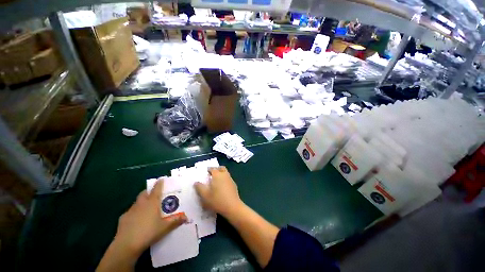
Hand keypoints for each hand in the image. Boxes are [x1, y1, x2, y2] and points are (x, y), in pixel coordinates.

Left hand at [114, 179, 186, 257]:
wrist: (126, 245)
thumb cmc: (148, 233)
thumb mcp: (165, 227)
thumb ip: (175, 221)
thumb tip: (186, 217)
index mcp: (152, 203)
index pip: (156, 189)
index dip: (159, 183)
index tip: (161, 179)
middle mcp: (141, 204)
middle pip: (144, 193)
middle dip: (149, 192)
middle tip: (154, 195)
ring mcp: (131, 211)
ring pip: (137, 202)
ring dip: (142, 202)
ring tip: (147, 209)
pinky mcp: (123, 218)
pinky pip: (130, 212)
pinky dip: (135, 213)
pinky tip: (137, 221)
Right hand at [194, 166, 242, 217]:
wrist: (232, 206)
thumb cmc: (217, 200)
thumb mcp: (205, 195)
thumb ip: (199, 188)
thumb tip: (196, 182)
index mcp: (217, 175)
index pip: (212, 168)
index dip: (208, 169)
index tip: (205, 172)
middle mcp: (225, 175)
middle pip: (221, 168)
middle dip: (216, 169)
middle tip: (211, 173)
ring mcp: (230, 179)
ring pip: (225, 173)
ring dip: (221, 173)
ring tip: (216, 180)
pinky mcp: (234, 184)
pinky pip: (228, 178)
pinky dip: (225, 179)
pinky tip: (222, 187)